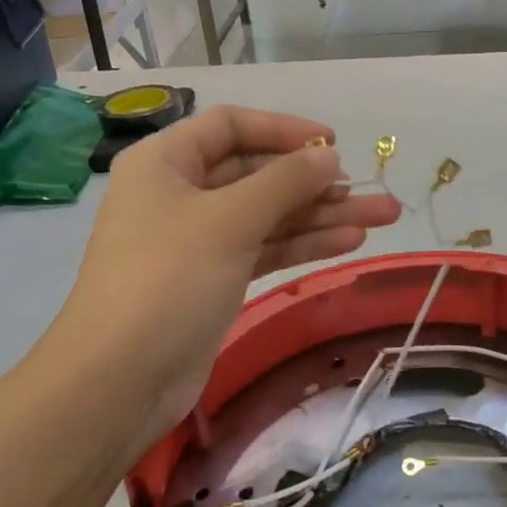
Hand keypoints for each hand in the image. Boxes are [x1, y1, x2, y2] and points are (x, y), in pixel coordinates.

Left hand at [48, 107, 401, 463]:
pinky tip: (349, 242)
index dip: (285, 131)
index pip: (232, 127)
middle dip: (316, 183)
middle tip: (373, 192)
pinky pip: (265, 249)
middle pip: (257, 175)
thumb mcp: (230, 220)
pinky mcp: (215, 279)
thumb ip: (285, 182)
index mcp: (166, 163)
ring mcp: (198, 240)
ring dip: (322, 216)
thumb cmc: (169, 280)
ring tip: (384, 217)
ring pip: (269, 216)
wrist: (122, 378)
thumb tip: (330, 156)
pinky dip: (303, 245)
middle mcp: (181, 194)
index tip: (334, 145)